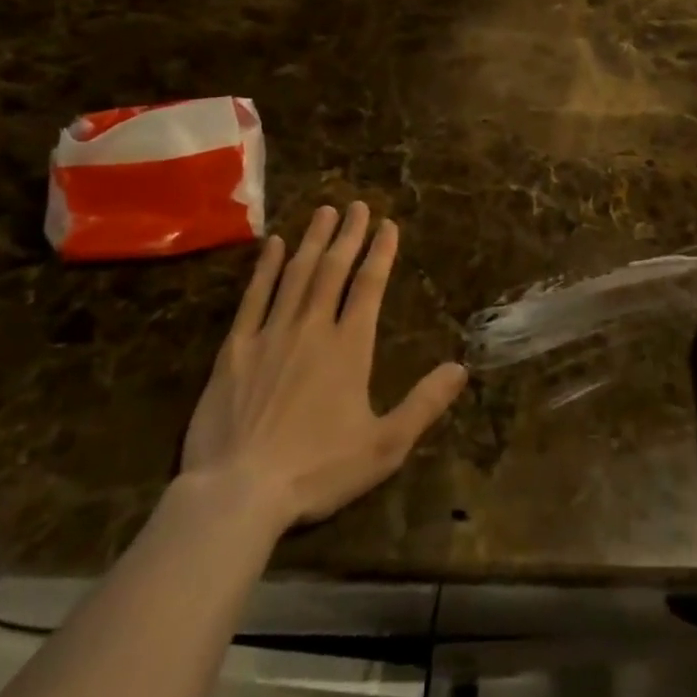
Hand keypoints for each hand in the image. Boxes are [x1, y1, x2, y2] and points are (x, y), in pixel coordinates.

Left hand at [181, 202, 467, 531]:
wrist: (238, 492)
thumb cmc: (316, 470)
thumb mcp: (384, 446)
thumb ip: (424, 404)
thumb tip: (461, 368)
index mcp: (349, 347)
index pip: (369, 286)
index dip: (380, 253)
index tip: (387, 224)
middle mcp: (312, 328)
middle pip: (333, 270)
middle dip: (348, 235)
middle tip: (356, 204)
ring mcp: (271, 334)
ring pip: (297, 274)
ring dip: (313, 240)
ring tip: (323, 211)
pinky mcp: (235, 349)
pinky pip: (254, 297)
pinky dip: (266, 268)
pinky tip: (275, 245)